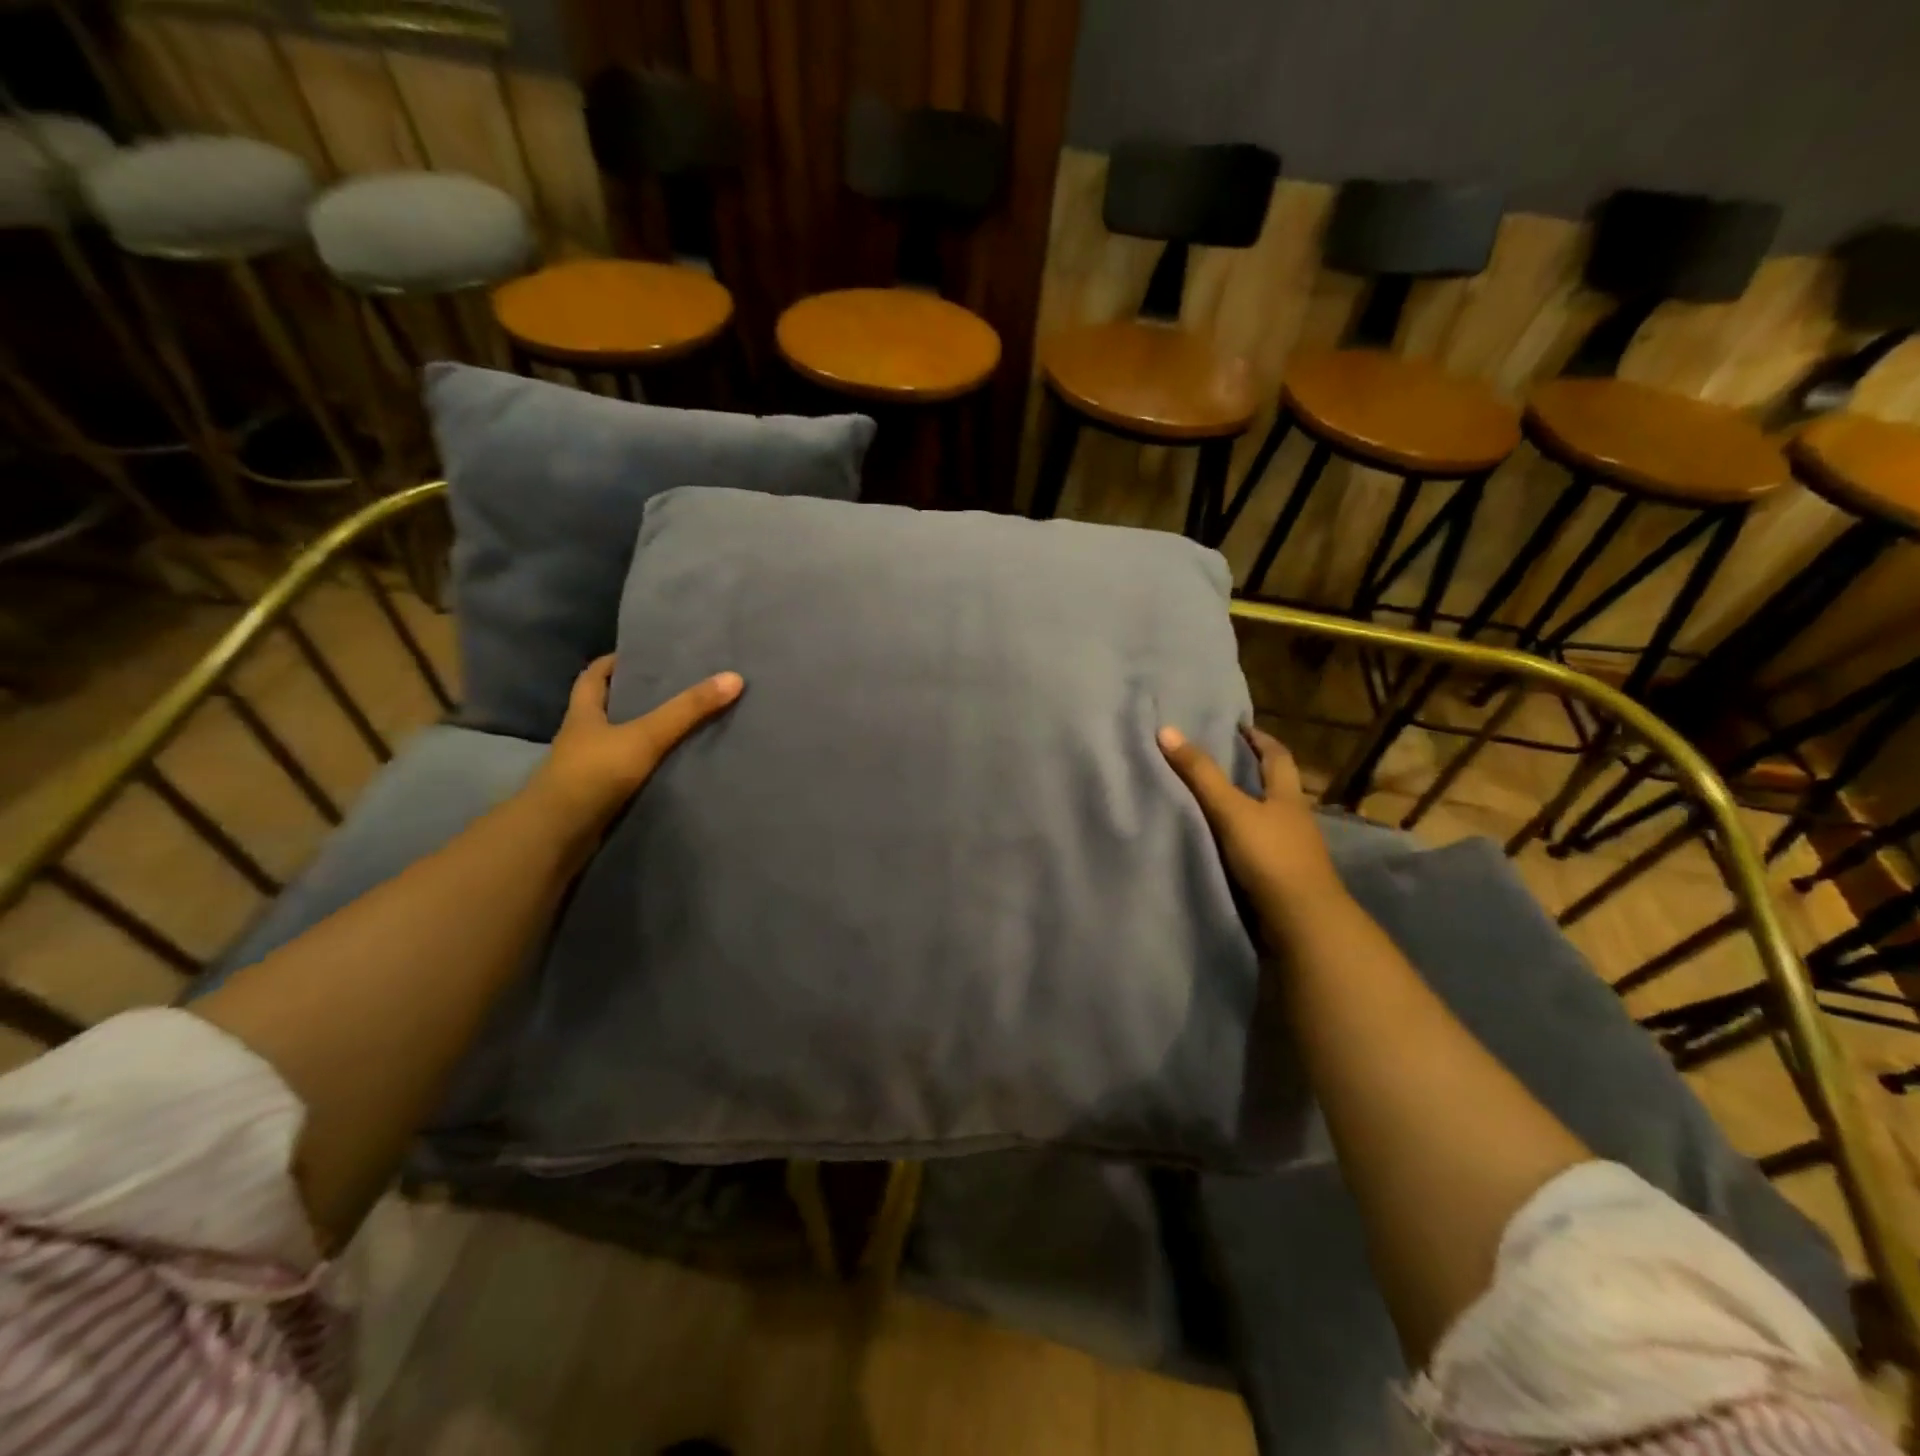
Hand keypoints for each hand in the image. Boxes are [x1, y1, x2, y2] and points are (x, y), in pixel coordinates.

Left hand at [527, 655, 742, 839]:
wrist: (558, 836)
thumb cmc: (593, 774)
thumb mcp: (645, 736)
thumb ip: (687, 710)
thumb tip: (734, 677)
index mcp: (584, 713)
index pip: (594, 677)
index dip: (614, 663)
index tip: (643, 656)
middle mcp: (582, 737)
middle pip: (608, 708)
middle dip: (635, 698)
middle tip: (675, 689)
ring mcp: (588, 769)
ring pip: (618, 742)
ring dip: (642, 736)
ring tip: (682, 726)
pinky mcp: (597, 797)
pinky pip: (626, 774)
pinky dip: (646, 768)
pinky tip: (671, 768)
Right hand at [1158, 723, 1342, 931]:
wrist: (1301, 921)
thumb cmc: (1270, 856)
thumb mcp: (1230, 810)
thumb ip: (1200, 774)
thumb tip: (1167, 730)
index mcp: (1287, 797)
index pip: (1277, 757)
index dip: (1260, 740)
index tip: (1241, 728)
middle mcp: (1295, 819)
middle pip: (1277, 787)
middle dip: (1255, 773)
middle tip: (1225, 761)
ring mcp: (1292, 851)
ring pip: (1269, 819)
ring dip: (1249, 808)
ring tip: (1216, 802)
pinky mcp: (1283, 878)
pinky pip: (1261, 848)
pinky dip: (1244, 839)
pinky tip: (1225, 844)